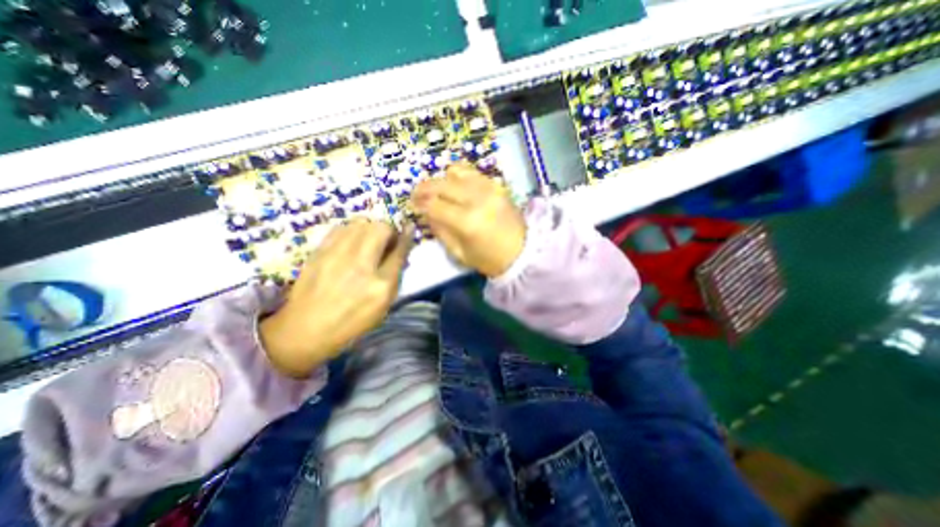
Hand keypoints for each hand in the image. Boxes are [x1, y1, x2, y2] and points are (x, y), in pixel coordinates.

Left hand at [260, 221, 414, 376]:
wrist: (306, 329)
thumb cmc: (352, 321)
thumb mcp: (383, 305)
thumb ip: (395, 276)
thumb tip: (401, 249)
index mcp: (381, 285)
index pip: (399, 251)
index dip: (406, 237)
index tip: (409, 227)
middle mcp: (361, 266)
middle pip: (380, 229)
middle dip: (388, 231)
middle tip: (386, 241)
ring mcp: (337, 256)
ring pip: (360, 223)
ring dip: (370, 229)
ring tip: (368, 241)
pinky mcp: (319, 252)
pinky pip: (341, 227)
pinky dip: (352, 230)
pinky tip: (351, 242)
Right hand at [412, 163, 524, 279]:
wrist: (522, 253)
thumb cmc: (489, 260)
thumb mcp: (459, 253)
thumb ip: (440, 230)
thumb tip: (426, 211)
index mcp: (466, 221)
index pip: (434, 205)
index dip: (419, 203)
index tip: (412, 205)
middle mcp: (476, 199)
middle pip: (441, 184)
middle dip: (424, 187)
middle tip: (416, 194)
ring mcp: (488, 188)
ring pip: (455, 172)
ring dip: (441, 179)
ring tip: (437, 190)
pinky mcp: (496, 185)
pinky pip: (471, 172)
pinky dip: (458, 176)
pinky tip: (454, 186)